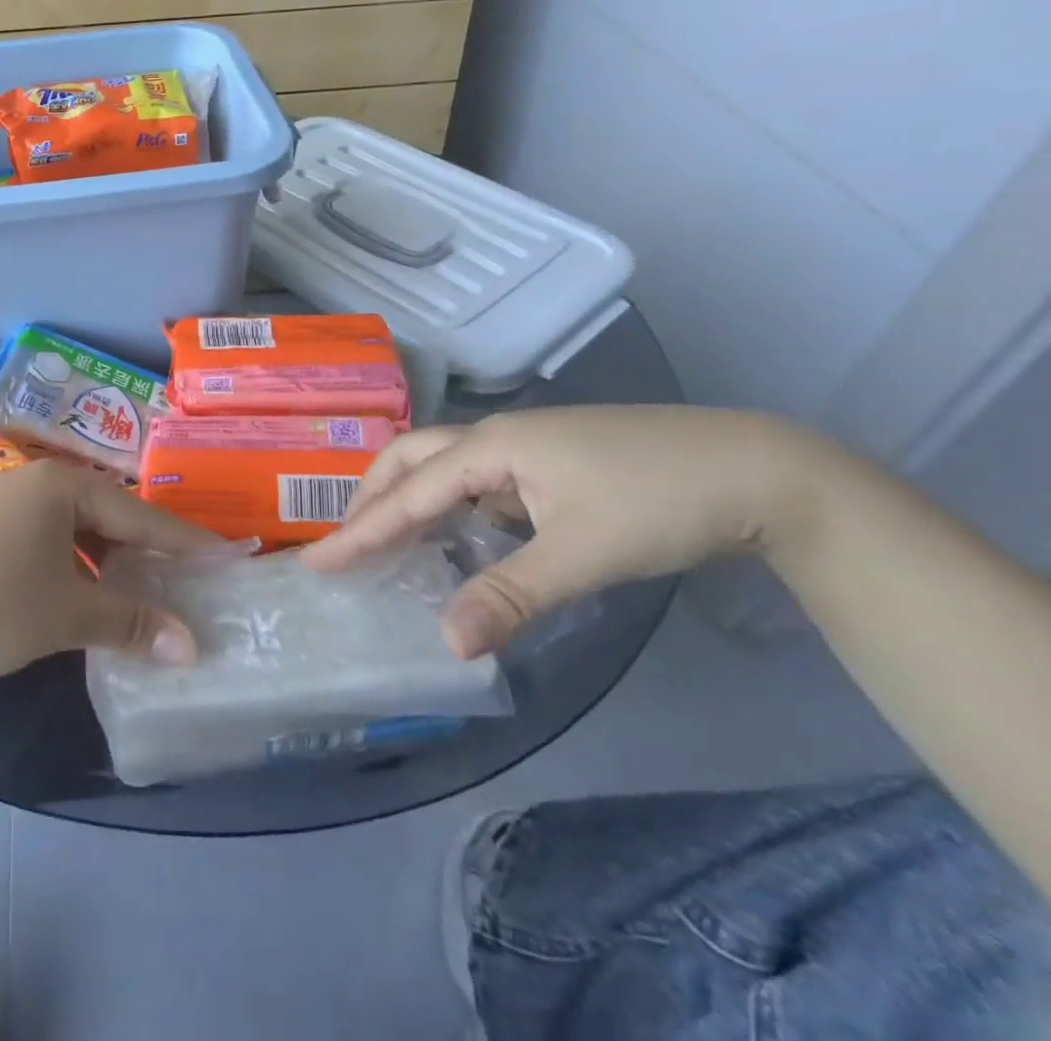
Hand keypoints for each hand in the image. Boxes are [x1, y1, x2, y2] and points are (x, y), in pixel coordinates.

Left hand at [0, 461, 217, 680]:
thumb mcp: (66, 615)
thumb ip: (131, 623)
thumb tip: (193, 647)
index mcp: (61, 485)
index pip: (139, 512)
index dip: (184, 540)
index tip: (226, 555)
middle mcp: (35, 483)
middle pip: (107, 515)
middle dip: (146, 551)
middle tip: (188, 578)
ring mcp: (4, 504)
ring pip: (75, 530)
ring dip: (108, 562)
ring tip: (143, 591)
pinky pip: (46, 541)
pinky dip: (74, 566)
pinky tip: (85, 593)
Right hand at [302, 406, 844, 658]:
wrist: (764, 471)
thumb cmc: (662, 502)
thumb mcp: (583, 554)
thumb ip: (510, 595)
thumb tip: (447, 644)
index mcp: (492, 447)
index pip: (408, 493)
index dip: (360, 530)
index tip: (316, 560)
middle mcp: (497, 437)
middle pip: (411, 460)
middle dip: (372, 498)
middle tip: (347, 543)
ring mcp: (525, 446)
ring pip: (443, 466)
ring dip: (408, 498)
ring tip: (387, 538)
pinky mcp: (550, 462)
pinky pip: (476, 480)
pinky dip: (448, 505)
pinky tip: (457, 533)